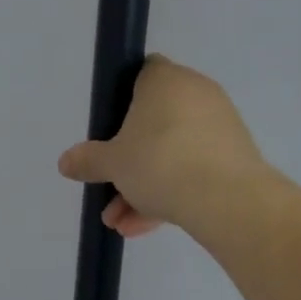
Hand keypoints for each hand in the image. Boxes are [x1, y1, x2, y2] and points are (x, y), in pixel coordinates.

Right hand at [56, 55, 265, 238]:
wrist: (227, 200)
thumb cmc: (160, 162)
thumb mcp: (112, 163)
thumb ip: (88, 160)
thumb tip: (65, 162)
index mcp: (165, 80)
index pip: (141, 72)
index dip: (121, 97)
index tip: (108, 128)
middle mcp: (196, 94)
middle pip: (154, 120)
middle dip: (129, 158)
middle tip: (108, 186)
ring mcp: (219, 125)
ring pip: (172, 152)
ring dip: (144, 185)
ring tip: (120, 222)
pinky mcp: (235, 156)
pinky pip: (193, 169)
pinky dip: (170, 192)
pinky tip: (143, 227)